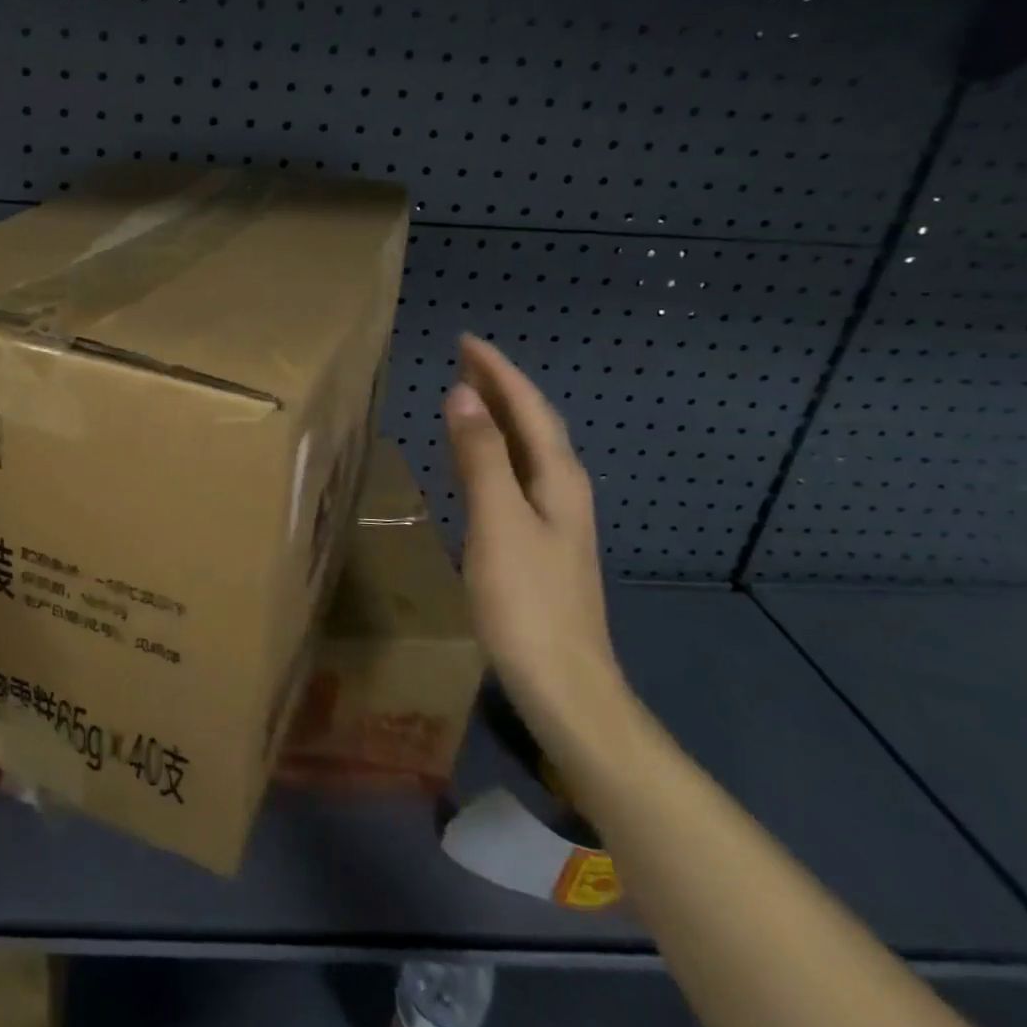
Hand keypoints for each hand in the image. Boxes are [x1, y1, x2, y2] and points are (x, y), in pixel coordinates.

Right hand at [445, 334, 626, 742]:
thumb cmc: (526, 601)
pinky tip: (477, 460)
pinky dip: (493, 450)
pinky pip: (515, 474)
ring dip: (497, 416)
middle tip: (462, 357)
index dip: (497, 371)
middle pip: (533, 423)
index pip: (528, 406)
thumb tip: (463, 394)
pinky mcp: (540, 542)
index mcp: (558, 478)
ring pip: (526, 448)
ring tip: (467, 394)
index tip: (464, 340)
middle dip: (500, 386)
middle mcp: (563, 489)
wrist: (564, 685)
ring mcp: (554, 518)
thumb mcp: (498, 522)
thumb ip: (481, 456)